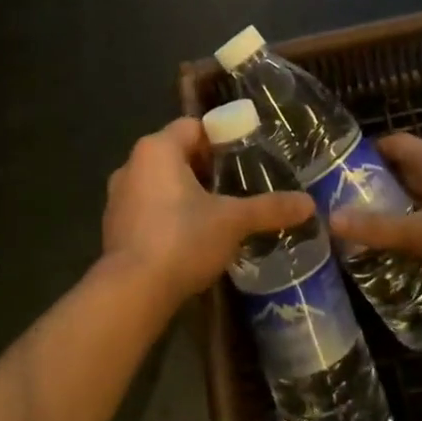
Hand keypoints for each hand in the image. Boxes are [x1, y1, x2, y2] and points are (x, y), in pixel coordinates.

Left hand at [102, 119, 314, 310]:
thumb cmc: (182, 239)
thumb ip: (269, 208)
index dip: (220, 138)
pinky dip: (166, 215)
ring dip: (184, 192)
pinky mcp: (112, 227)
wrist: (131, 292)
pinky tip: (188, 238)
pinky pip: (146, 208)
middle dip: (204, 168)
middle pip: (176, 153)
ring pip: (159, 182)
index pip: (193, 127)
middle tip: (235, 186)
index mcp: (158, 149)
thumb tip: (309, 204)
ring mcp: (118, 197)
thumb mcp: (233, 221)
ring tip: (215, 212)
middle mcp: (132, 164)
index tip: (243, 157)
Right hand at [329, 134, 421, 312]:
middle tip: (344, 202)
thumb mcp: (420, 233)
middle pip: (405, 169)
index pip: (395, 143)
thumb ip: (376, 227)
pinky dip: (416, 227)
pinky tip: (398, 248)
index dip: (367, 152)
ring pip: (420, 196)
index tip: (338, 170)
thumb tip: (331, 219)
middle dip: (377, 184)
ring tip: (364, 227)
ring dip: (396, 208)